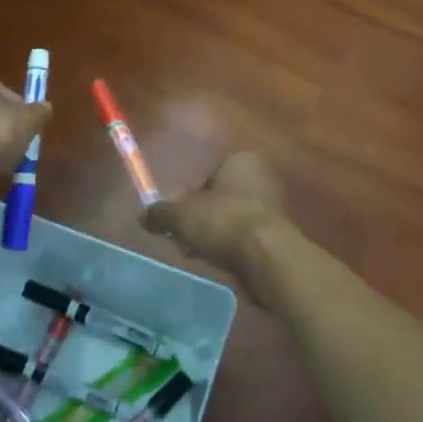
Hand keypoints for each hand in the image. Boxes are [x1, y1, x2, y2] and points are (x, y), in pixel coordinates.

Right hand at [143, 151, 291, 301]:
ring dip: (215, 233)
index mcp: (241, 160)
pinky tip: (218, 261)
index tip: (175, 217)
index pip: (208, 173)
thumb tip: (143, 216)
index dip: (187, 196)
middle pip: (220, 196)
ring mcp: (274, 206)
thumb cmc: (223, 221)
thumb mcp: (181, 215)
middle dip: (200, 216)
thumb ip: (160, 213)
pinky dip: (231, 246)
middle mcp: (262, 176)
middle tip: (183, 236)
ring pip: (232, 218)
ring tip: (198, 252)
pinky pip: (245, 236)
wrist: (267, 257)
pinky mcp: (279, 234)